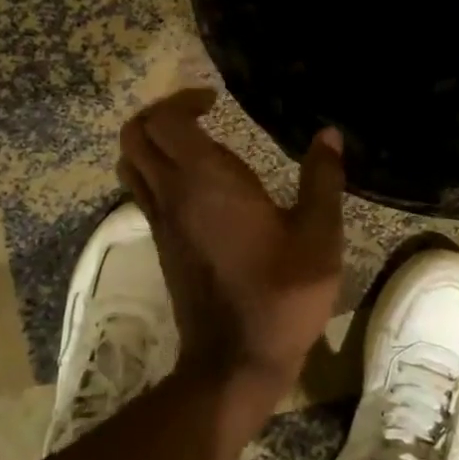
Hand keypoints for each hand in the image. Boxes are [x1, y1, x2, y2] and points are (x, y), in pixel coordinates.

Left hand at [118, 89, 345, 396]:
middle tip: (198, 112)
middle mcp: (172, 193)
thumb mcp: (319, 235)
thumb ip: (323, 179)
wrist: (235, 360)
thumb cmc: (282, 292)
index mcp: (206, 180)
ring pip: (130, 161)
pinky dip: (152, 168)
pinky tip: (193, 180)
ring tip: (190, 139)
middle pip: (135, 134)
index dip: (182, 99)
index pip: (165, 120)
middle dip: (160, 112)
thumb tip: (328, 134)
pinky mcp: (159, 241)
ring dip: (150, 140)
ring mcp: (159, 219)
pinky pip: (139, 189)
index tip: (214, 100)